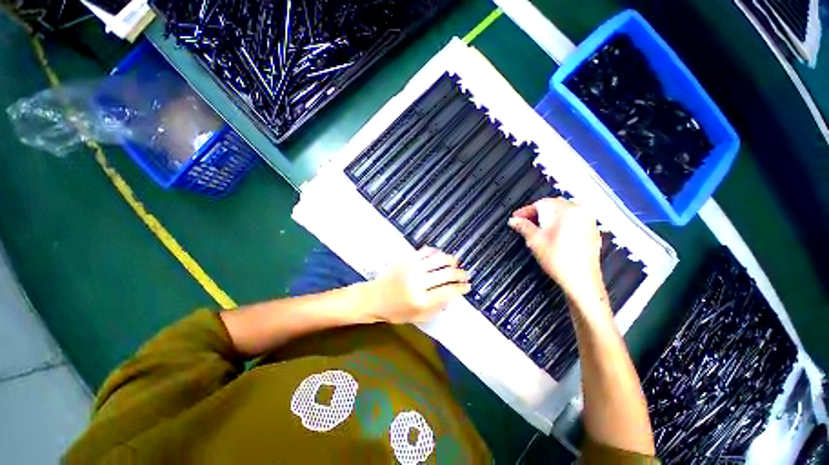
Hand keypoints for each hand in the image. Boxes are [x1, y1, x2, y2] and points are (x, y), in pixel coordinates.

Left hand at [364, 247, 470, 323]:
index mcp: (421, 300)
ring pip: (438, 259)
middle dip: (460, 274)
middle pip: (446, 274)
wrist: (374, 298)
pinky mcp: (407, 259)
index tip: (468, 286)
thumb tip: (452, 297)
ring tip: (456, 262)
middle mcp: (419, 282)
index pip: (448, 291)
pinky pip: (426, 251)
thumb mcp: (417, 317)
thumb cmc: (395, 311)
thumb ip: (436, 309)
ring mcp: (412, 268)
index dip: (461, 288)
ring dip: (451, 260)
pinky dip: (436, 252)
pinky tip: (441, 255)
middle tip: (465, 274)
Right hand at [508, 198, 604, 304]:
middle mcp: (578, 210)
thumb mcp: (534, 240)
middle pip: (552, 205)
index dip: (525, 211)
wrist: (581, 279)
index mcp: (563, 209)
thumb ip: (523, 226)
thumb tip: (513, 220)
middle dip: (537, 213)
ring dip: (549, 218)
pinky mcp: (592, 230)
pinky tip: (553, 235)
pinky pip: (573, 220)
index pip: (539, 203)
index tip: (515, 218)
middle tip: (524, 223)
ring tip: (537, 229)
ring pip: (563, 212)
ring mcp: (587, 220)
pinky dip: (561, 223)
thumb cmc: (557, 258)